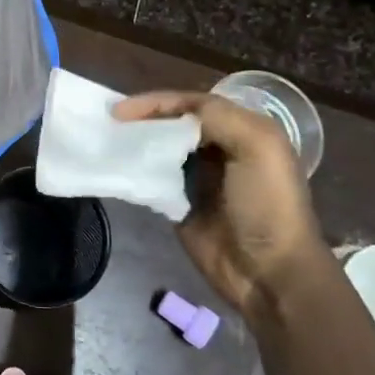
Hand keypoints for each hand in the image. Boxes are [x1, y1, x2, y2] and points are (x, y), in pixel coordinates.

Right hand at [113, 91, 326, 314]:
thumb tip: (169, 114)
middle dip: (143, 119)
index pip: (193, 103)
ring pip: (160, 149)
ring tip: (106, 140)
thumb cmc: (267, 204)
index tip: (123, 110)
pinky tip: (116, 167)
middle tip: (109, 122)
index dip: (158, 102)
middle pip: (173, 123)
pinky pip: (152, 180)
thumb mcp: (256, 146)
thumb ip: (217, 117)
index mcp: (243, 129)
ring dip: (136, 143)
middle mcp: (219, 148)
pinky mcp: (180, 204)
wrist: (269, 271)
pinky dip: (135, 171)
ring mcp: (198, 178)